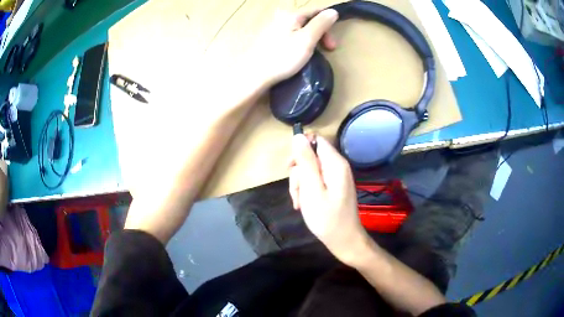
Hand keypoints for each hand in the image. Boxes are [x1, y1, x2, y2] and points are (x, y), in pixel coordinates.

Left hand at [249, 9, 337, 86]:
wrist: (254, 74)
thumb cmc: (282, 57)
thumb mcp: (307, 39)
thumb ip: (321, 24)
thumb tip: (333, 11)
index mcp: (291, 14)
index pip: (316, 11)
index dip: (328, 23)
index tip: (332, 43)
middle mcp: (281, 16)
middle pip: (308, 19)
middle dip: (321, 33)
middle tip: (327, 50)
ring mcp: (273, 26)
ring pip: (300, 28)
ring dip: (311, 38)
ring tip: (314, 53)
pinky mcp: (269, 37)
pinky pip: (291, 34)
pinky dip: (300, 41)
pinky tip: (299, 53)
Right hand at [288, 134, 370, 264]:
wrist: (344, 240)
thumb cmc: (327, 218)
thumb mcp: (311, 189)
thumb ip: (306, 161)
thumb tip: (299, 136)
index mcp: (335, 163)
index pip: (316, 140)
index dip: (301, 149)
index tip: (292, 167)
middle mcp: (337, 166)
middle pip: (310, 156)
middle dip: (298, 173)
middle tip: (297, 192)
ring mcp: (335, 177)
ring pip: (310, 170)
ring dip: (300, 185)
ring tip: (300, 203)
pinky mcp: (333, 187)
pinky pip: (315, 181)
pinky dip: (307, 191)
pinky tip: (304, 204)